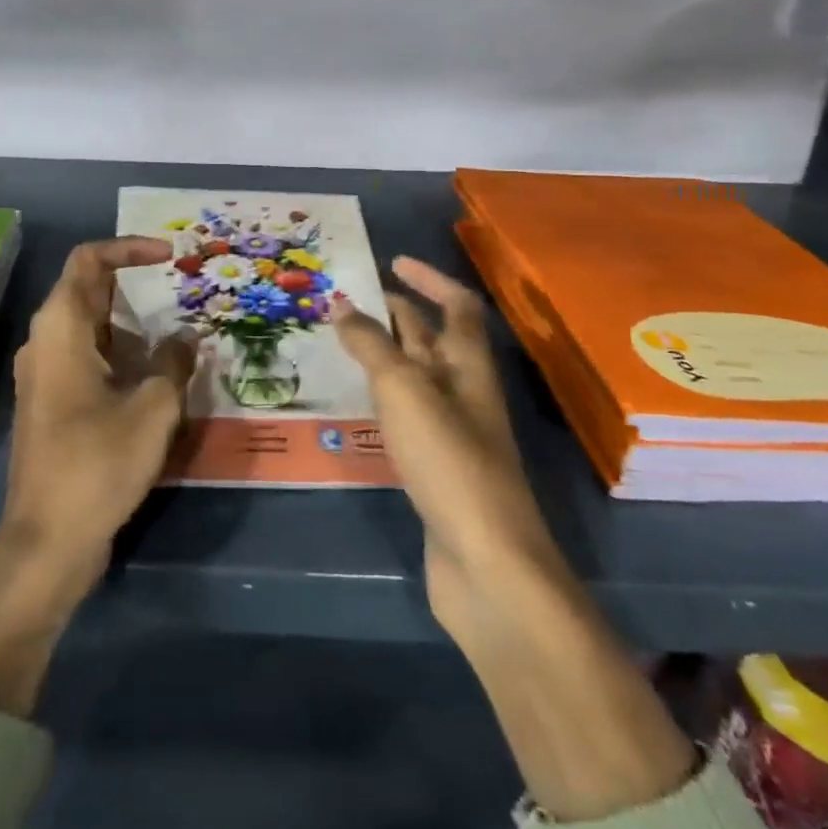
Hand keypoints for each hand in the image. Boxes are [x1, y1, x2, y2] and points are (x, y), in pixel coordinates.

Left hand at [1, 235, 196, 577]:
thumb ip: (173, 363)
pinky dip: (122, 354)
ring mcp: (45, 374)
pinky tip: (157, 375)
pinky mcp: (52, 403)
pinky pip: (88, 358)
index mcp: (61, 327)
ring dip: (133, 324)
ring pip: (91, 328)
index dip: (128, 247)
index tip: (169, 256)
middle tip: (182, 291)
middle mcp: (45, 341)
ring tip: (178, 333)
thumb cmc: (98, 463)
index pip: (88, 260)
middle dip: (136, 285)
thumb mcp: (152, 408)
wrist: (48, 541)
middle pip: (89, 291)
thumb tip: (185, 340)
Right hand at [329, 256, 563, 644]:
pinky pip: (405, 417)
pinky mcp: (436, 469)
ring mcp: (452, 434)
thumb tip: (341, 303)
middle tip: (348, 301)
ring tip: (340, 343)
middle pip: (433, 340)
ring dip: (383, 355)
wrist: (487, 566)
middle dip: (396, 314)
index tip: (392, 262)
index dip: (429, 278)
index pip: (457, 306)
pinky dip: (380, 399)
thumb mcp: (404, 391)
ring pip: (415, 378)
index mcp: (468, 366)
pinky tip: (354, 404)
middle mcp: (464, 393)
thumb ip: (371, 345)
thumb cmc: (449, 462)